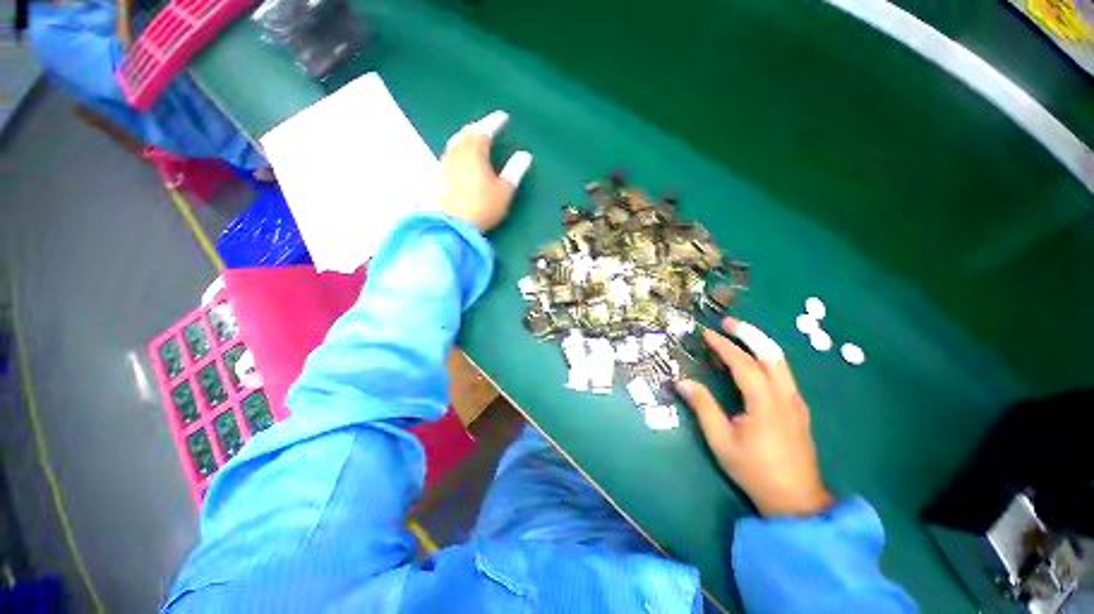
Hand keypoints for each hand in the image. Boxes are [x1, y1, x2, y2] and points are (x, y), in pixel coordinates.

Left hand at [439, 111, 532, 231]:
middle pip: (467, 133)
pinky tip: (459, 157)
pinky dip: (457, 149)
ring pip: (455, 142)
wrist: (451, 226)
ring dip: (465, 136)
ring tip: (473, 138)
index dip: (495, 122)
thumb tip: (525, 155)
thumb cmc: (482, 207)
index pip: (485, 130)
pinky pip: (449, 154)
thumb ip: (514, 171)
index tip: (503, 117)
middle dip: (478, 127)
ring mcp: (445, 163)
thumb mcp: (504, 191)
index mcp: (475, 152)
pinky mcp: (438, 175)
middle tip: (487, 126)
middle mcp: (457, 152)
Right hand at [676, 318, 833, 517]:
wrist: (796, 500)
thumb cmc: (754, 470)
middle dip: (749, 334)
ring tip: (737, 333)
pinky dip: (765, 357)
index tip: (706, 333)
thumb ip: (703, 407)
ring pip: (780, 362)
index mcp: (766, 403)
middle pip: (771, 354)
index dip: (724, 346)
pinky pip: (782, 373)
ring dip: (758, 343)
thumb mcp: (721, 440)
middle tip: (727, 322)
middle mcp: (786, 396)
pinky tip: (752, 360)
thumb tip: (682, 382)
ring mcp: (796, 401)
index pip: (744, 364)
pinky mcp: (798, 408)